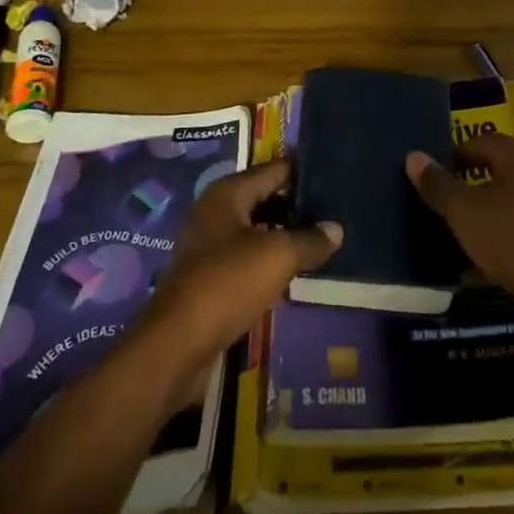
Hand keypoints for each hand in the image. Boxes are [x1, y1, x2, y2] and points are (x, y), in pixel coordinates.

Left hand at [136, 159, 340, 405]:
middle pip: (265, 197)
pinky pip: (248, 256)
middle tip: (336, 211)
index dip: (305, 173)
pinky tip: (296, 270)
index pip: (275, 169)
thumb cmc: (228, 284)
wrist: (177, 344)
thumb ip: (310, 240)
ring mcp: (210, 244)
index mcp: (228, 193)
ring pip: (257, 229)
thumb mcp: (278, 257)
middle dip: (298, 205)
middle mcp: (216, 211)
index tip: (336, 177)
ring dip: (286, 234)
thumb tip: (336, 228)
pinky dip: (271, 259)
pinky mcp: (210, 276)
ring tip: (323, 240)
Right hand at [406, 135, 513, 309]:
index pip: (478, 142)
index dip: (452, 153)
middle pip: (493, 170)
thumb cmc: (511, 238)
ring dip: (479, 212)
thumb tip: (413, 155)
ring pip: (503, 203)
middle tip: (437, 197)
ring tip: (450, 227)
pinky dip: (493, 238)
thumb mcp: (464, 210)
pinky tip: (473, 259)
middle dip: (465, 183)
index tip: (429, 172)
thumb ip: (438, 184)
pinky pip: (513, 231)